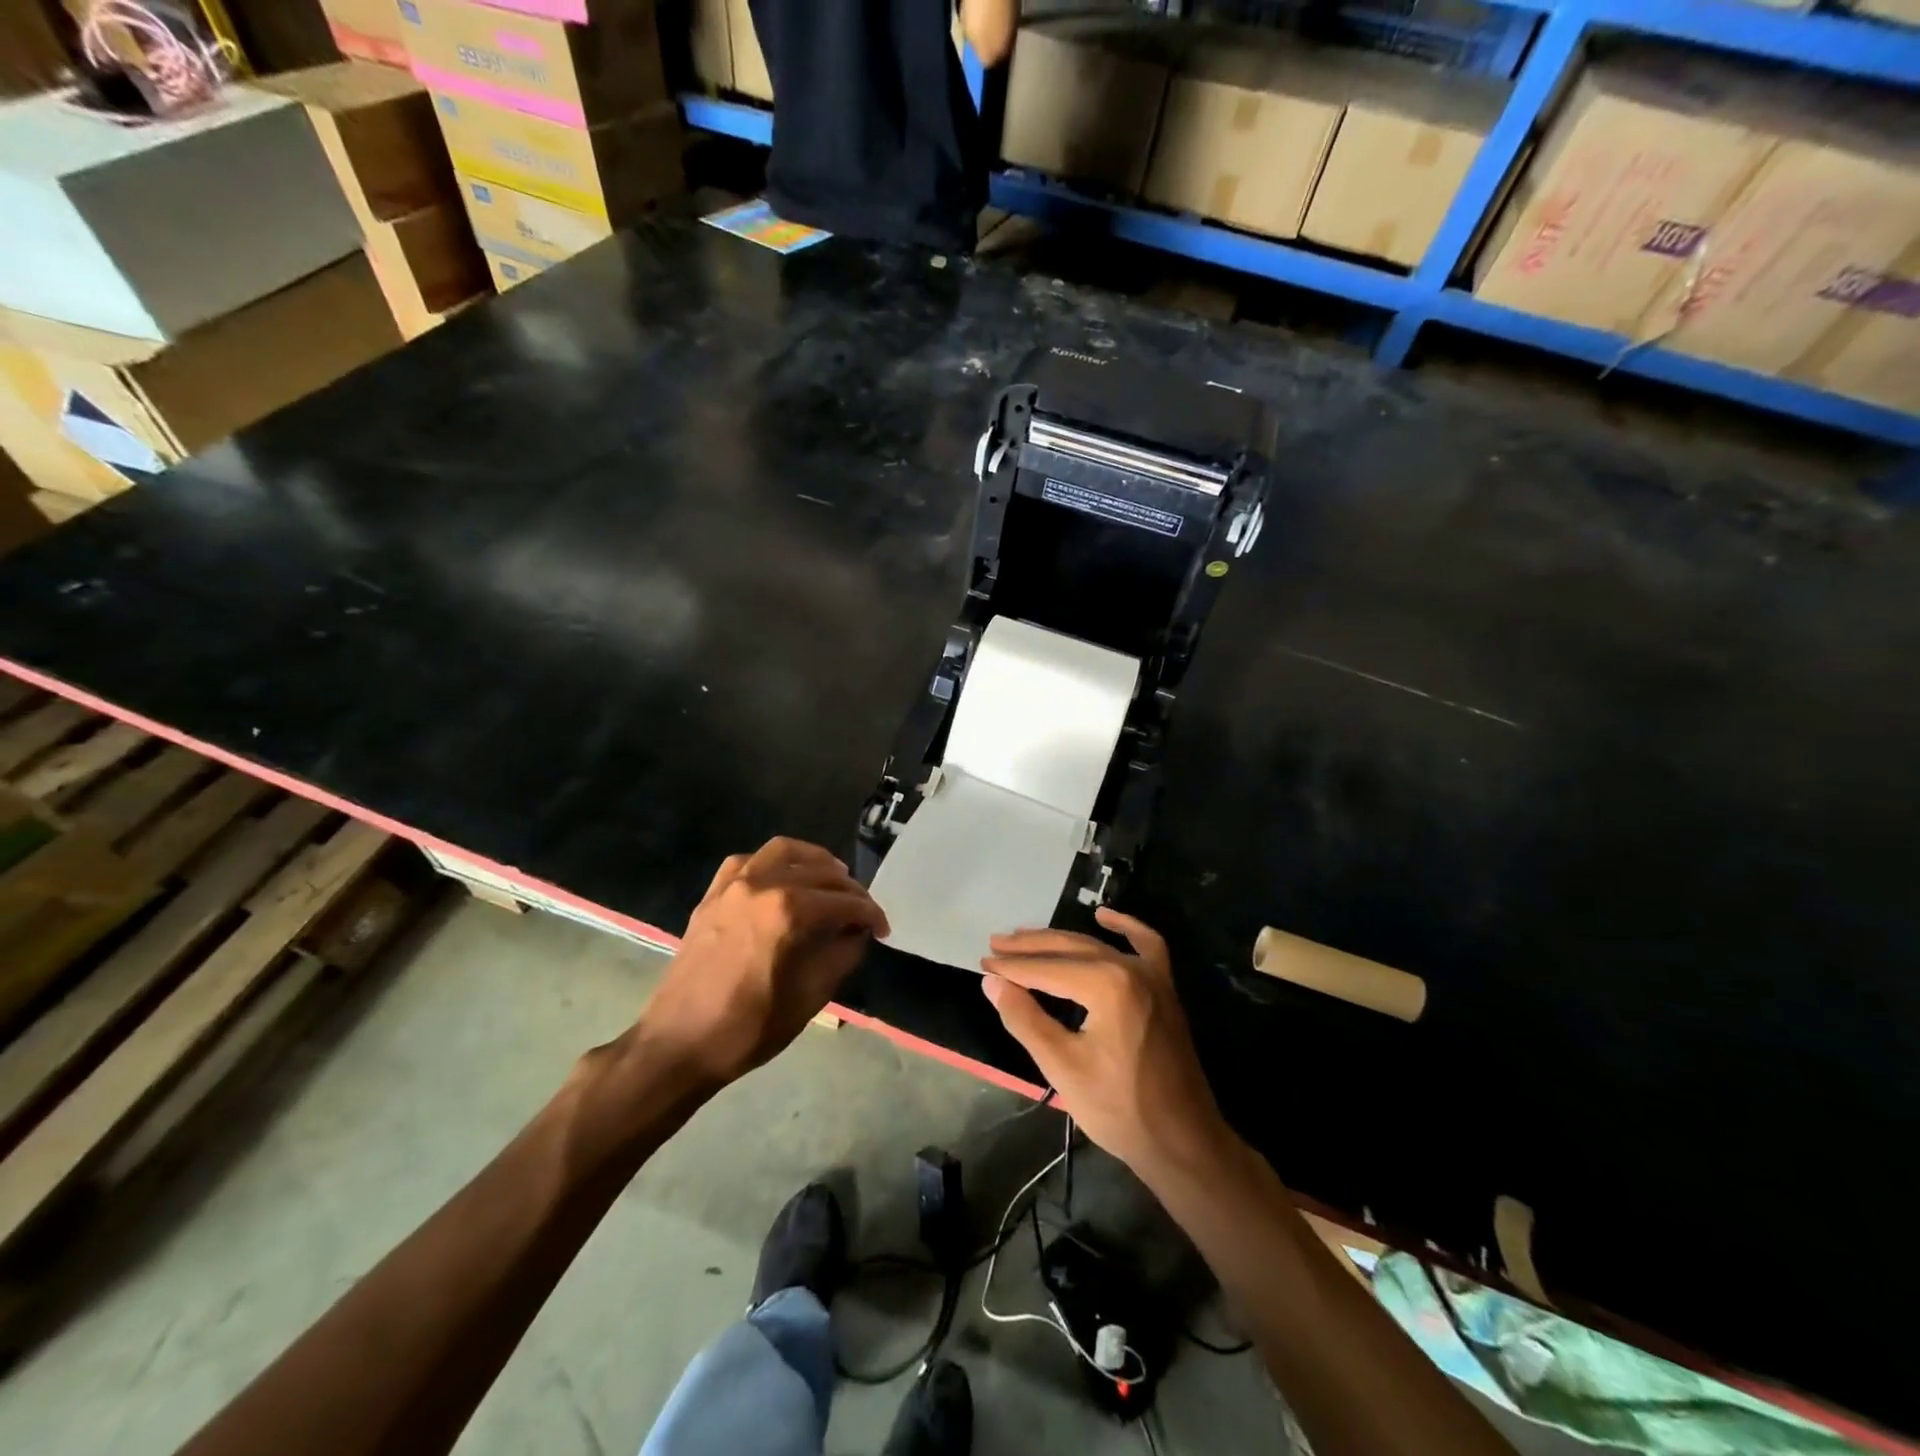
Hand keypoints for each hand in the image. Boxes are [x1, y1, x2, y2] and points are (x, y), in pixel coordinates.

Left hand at [635, 838, 888, 1086]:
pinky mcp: (712, 895)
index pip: (844, 902)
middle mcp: (762, 885)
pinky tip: (782, 880)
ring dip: (813, 860)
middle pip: (819, 872)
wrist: (678, 1044)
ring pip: (783, 851)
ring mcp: (733, 886)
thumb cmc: (748, 1028)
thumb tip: (857, 932)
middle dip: (849, 890)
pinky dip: (772, 863)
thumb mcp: (810, 998)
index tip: (883, 929)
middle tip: (863, 911)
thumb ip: (842, 956)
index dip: (870, 914)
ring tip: (831, 878)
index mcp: (788, 912)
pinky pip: (747, 862)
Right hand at [981, 908, 1229, 1186]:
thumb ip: (1025, 1018)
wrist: (1183, 1141)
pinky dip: (1124, 927)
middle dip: (1030, 947)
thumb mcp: (1062, 1066)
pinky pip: (1145, 944)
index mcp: (1106, 984)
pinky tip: (1104, 916)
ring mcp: (1152, 975)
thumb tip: (992, 982)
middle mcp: (1130, 967)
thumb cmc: (1119, 1108)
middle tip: (995, 945)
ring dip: (1060, 940)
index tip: (983, 964)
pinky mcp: (1164, 988)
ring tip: (1025, 937)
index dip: (1012, 967)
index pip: (1046, 969)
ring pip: (1097, 945)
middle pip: (1069, 948)